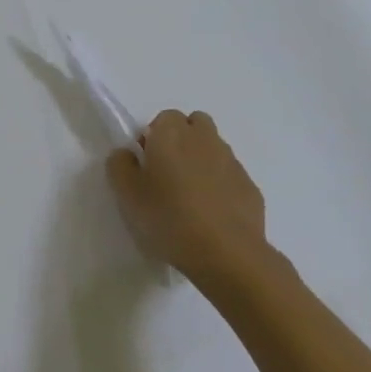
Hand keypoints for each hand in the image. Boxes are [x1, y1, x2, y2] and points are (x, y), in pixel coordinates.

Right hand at [106, 110, 268, 281]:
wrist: (227, 253)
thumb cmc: (169, 218)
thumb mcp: (127, 195)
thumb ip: (120, 165)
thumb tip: (127, 153)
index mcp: (171, 134)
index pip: (164, 117)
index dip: (154, 137)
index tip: (147, 164)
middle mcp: (204, 139)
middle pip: (194, 125)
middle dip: (182, 140)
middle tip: (168, 173)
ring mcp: (232, 162)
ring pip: (214, 149)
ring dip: (202, 162)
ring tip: (190, 197)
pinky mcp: (250, 187)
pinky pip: (230, 176)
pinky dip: (221, 185)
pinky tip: (212, 214)